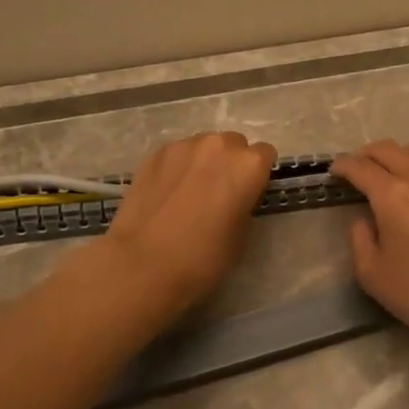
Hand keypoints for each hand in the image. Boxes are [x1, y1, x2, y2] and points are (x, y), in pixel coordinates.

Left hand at [98, 131, 276, 321]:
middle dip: (231, 162)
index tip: (248, 193)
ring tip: (190, 191)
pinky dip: (178, 166)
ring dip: (204, 161)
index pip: (265, 154)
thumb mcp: (242, 235)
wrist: (143, 264)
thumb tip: (235, 197)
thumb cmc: (203, 257)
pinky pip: (177, 154)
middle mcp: (219, 145)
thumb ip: (245, 203)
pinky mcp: (155, 154)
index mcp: (248, 165)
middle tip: (219, 192)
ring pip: (203, 145)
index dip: (257, 174)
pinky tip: (167, 192)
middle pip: (234, 144)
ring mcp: (184, 146)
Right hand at [328, 140, 408, 357]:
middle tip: (354, 169)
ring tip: (382, 173)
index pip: (361, 167)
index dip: (343, 166)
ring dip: (392, 157)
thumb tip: (365, 218)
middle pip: (388, 149)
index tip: (333, 171)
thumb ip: (359, 238)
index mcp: (393, 196)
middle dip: (365, 155)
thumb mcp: (372, 274)